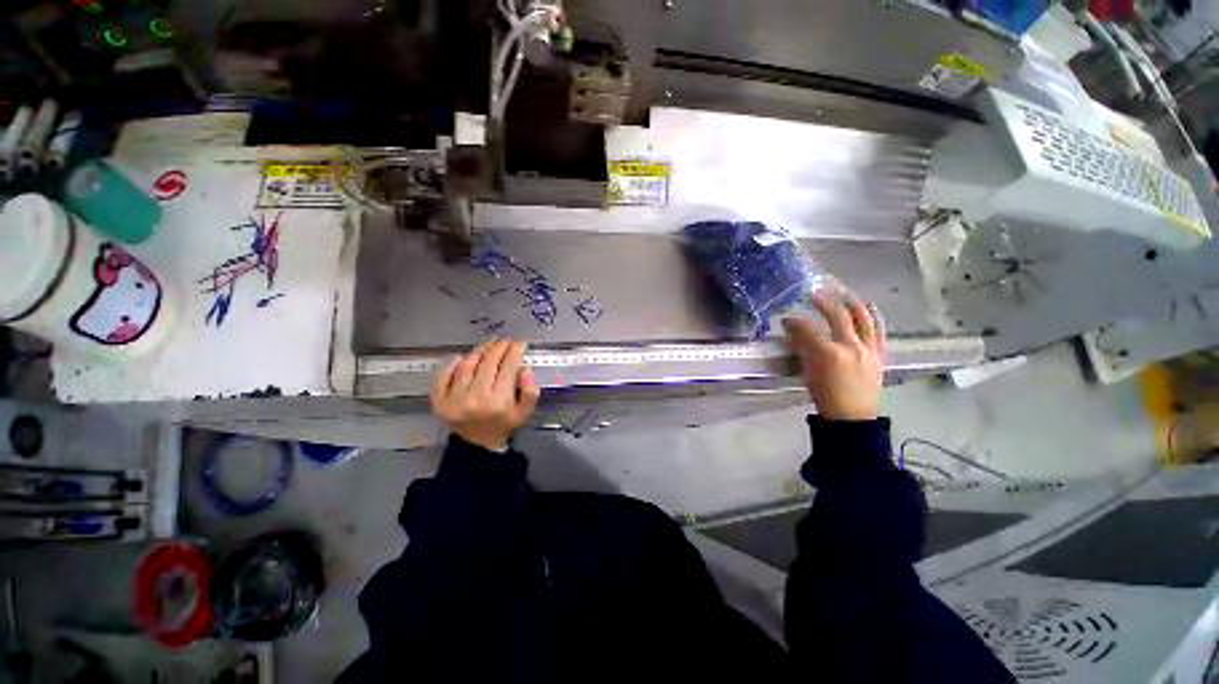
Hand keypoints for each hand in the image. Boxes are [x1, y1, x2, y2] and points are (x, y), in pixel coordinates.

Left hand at [431, 339, 541, 450]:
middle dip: (499, 347)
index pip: (507, 367)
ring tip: (488, 345)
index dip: (514, 351)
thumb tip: (524, 368)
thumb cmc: (504, 424)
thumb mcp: (525, 412)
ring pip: (467, 366)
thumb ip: (531, 391)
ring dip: (479, 351)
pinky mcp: (439, 402)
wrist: (478, 445)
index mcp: (499, 402)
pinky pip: (443, 376)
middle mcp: (475, 399)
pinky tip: (461, 357)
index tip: (519, 343)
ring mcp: (454, 400)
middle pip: (488, 363)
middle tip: (505, 340)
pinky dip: (452, 364)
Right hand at [783, 293, 885, 420]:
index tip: (787, 319)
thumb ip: (802, 349)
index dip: (795, 321)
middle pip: (838, 316)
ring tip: (843, 292)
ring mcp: (869, 349)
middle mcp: (852, 347)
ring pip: (864, 318)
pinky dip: (875, 316)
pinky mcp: (880, 354)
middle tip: (815, 294)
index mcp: (829, 354)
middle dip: (824, 302)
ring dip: (852, 302)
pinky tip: (870, 306)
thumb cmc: (825, 397)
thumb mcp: (807, 373)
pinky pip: (880, 331)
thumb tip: (793, 331)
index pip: (808, 329)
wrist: (853, 418)